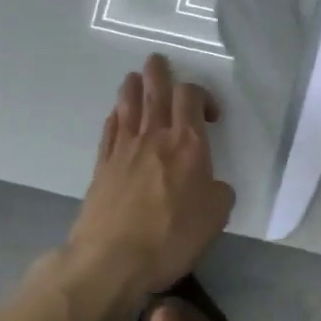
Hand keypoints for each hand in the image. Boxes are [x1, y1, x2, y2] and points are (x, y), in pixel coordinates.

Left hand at [68, 54, 235, 303]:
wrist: (111, 259)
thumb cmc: (171, 236)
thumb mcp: (216, 217)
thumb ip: (219, 192)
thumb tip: (212, 185)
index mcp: (187, 143)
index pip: (190, 97)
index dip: (201, 94)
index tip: (211, 114)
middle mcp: (155, 136)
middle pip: (155, 90)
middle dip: (158, 72)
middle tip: (157, 61)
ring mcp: (124, 148)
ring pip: (128, 104)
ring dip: (132, 87)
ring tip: (135, 78)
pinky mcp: (102, 166)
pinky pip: (109, 130)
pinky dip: (115, 117)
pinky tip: (116, 116)